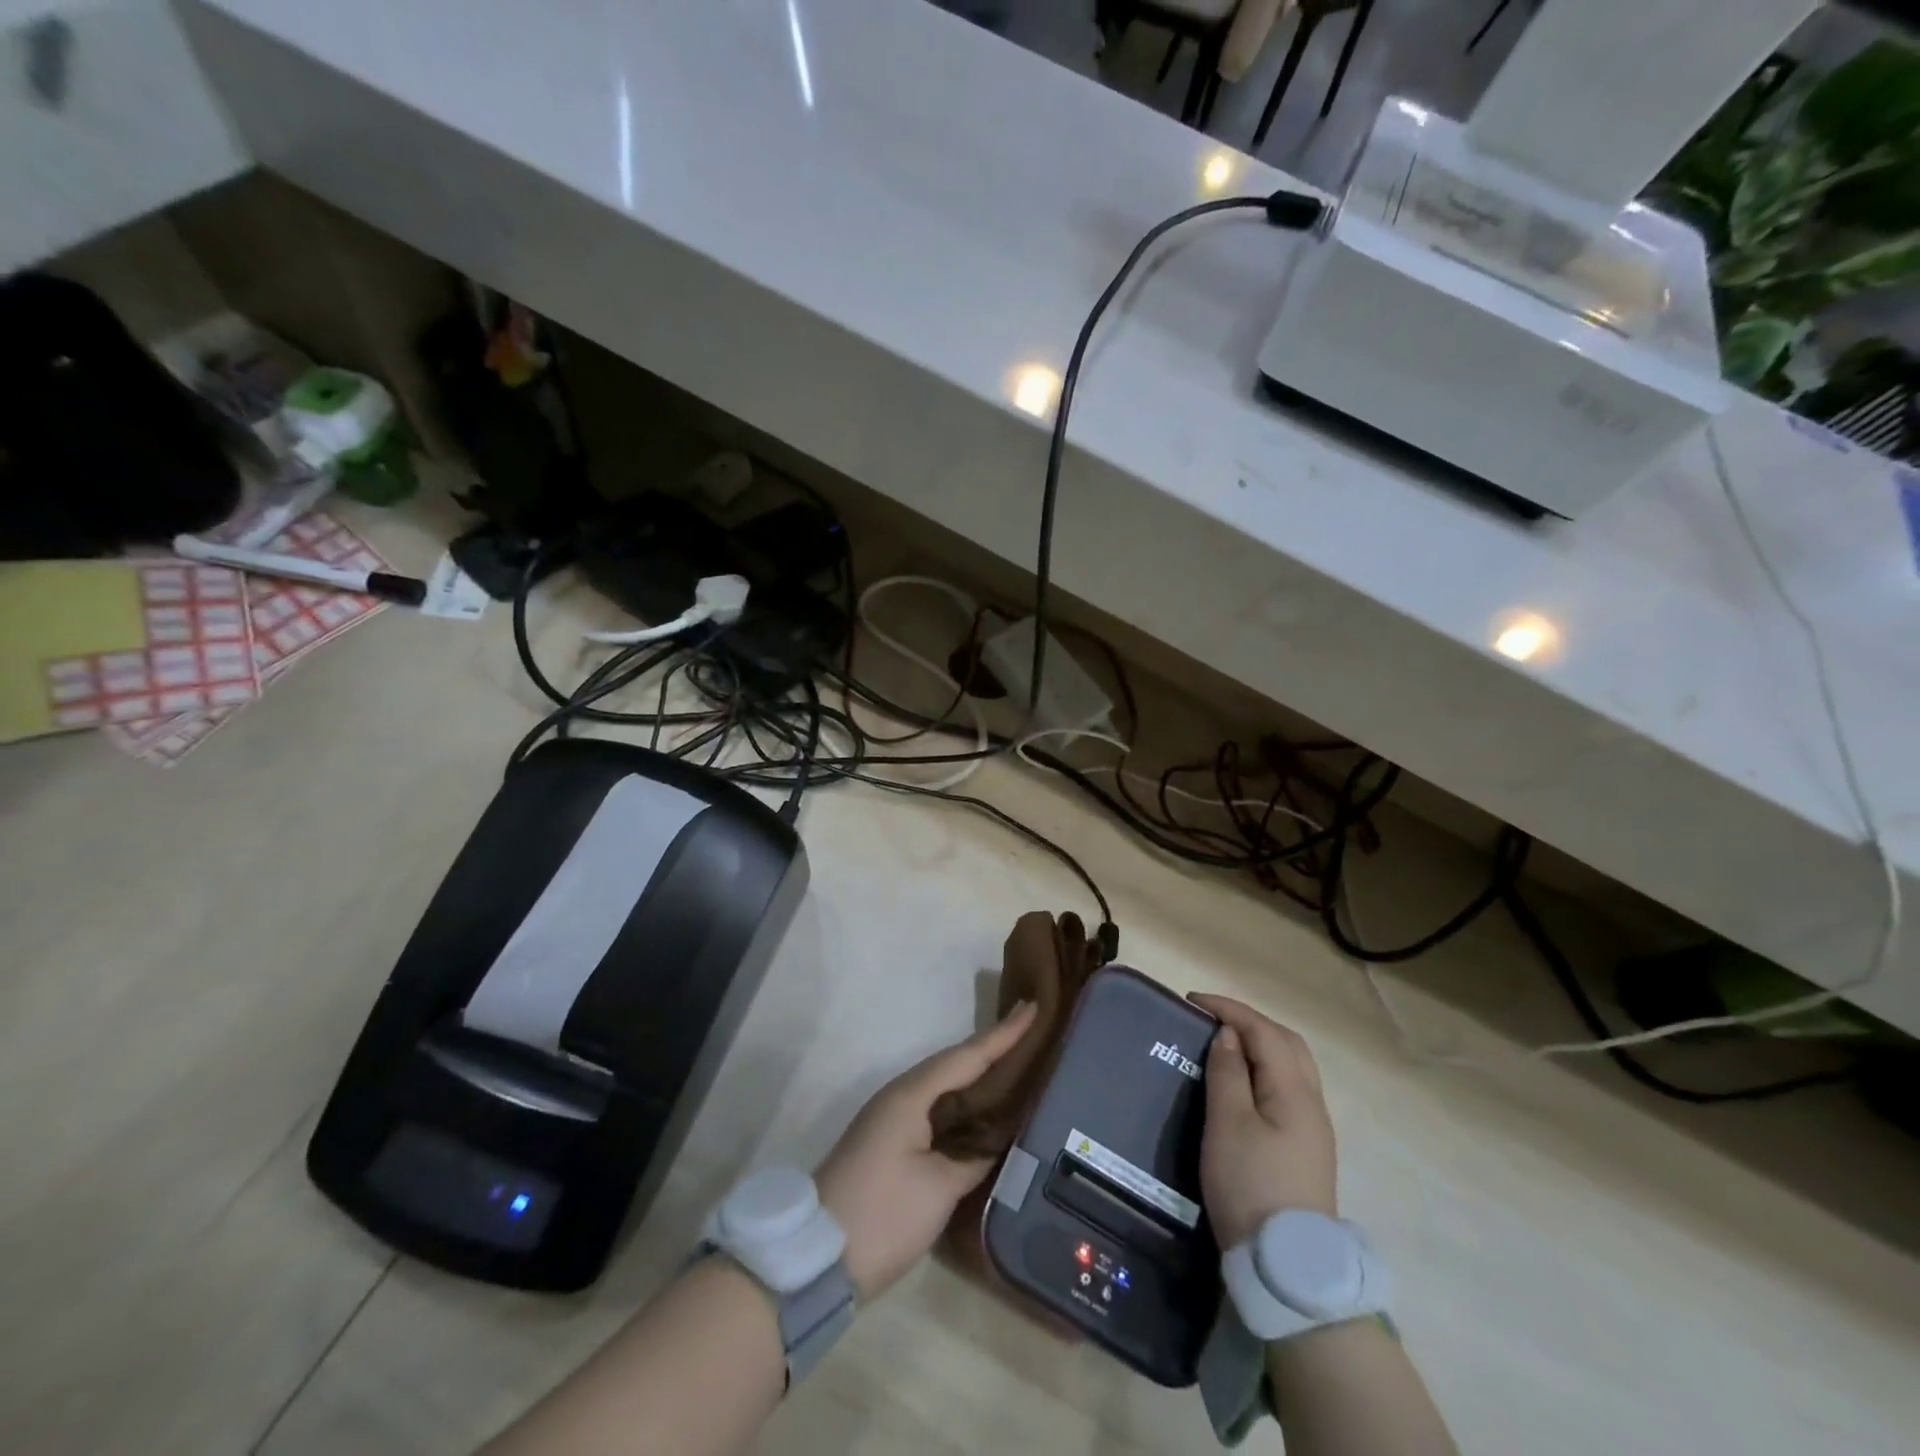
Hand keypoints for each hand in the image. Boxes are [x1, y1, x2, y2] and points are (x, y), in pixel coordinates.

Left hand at [815, 1000, 1036, 1301]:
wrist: (817, 1257)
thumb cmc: (882, 1214)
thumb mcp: (938, 1188)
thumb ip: (973, 1158)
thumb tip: (995, 1142)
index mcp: (911, 1096)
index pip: (967, 1056)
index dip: (1003, 1035)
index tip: (1032, 1007)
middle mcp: (900, 1097)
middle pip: (954, 1064)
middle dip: (991, 1049)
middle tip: (1030, 1033)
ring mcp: (891, 1120)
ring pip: (943, 1087)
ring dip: (976, 1075)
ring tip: (1016, 1065)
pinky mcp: (889, 1144)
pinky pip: (934, 1109)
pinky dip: (962, 1104)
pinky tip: (982, 1112)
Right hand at [1189, 993, 1337, 1249]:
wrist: (1286, 1264)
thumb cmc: (1249, 1184)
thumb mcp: (1228, 1124)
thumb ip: (1228, 1072)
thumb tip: (1230, 1034)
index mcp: (1294, 1091)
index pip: (1264, 1031)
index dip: (1230, 1009)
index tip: (1193, 1001)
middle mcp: (1312, 1102)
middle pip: (1287, 1043)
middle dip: (1250, 1022)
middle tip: (1211, 1019)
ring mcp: (1314, 1128)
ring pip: (1292, 1066)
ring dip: (1261, 1044)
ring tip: (1225, 1044)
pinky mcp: (1307, 1148)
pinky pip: (1289, 1087)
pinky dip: (1266, 1068)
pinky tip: (1245, 1081)